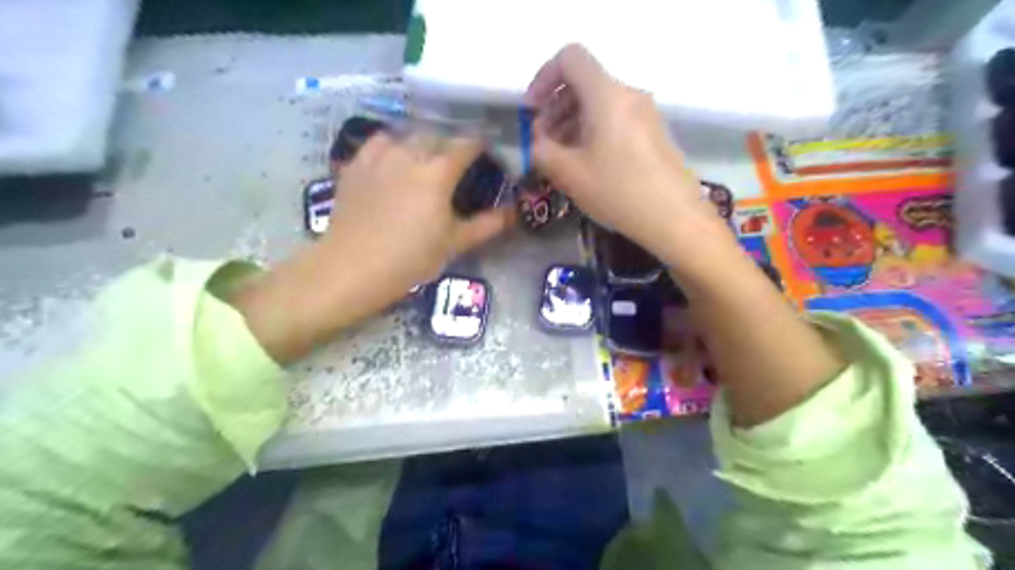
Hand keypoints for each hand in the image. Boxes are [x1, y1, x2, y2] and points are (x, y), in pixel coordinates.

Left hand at [324, 132, 510, 290]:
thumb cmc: (411, 258)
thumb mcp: (455, 243)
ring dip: (422, 143)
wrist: (353, 268)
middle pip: (438, 136)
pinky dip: (392, 146)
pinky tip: (393, 161)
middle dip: (453, 144)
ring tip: (426, 160)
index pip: (468, 143)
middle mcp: (410, 153)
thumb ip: (487, 224)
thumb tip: (515, 212)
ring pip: (408, 135)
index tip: (489, 151)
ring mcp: (379, 155)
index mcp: (438, 171)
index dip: (482, 143)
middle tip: (459, 163)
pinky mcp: (356, 164)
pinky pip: (379, 142)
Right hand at [528, 45, 716, 261]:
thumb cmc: (618, 191)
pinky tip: (585, 163)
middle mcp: (628, 94)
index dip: (543, 79)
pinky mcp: (652, 131)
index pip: (570, 59)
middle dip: (554, 107)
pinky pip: (614, 118)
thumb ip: (542, 151)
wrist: (673, 217)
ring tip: (560, 157)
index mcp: (606, 95)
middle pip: (583, 82)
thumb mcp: (569, 174)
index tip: (532, 112)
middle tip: (542, 142)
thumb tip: (537, 142)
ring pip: (598, 102)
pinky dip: (592, 131)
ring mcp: (644, 112)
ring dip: (571, 122)